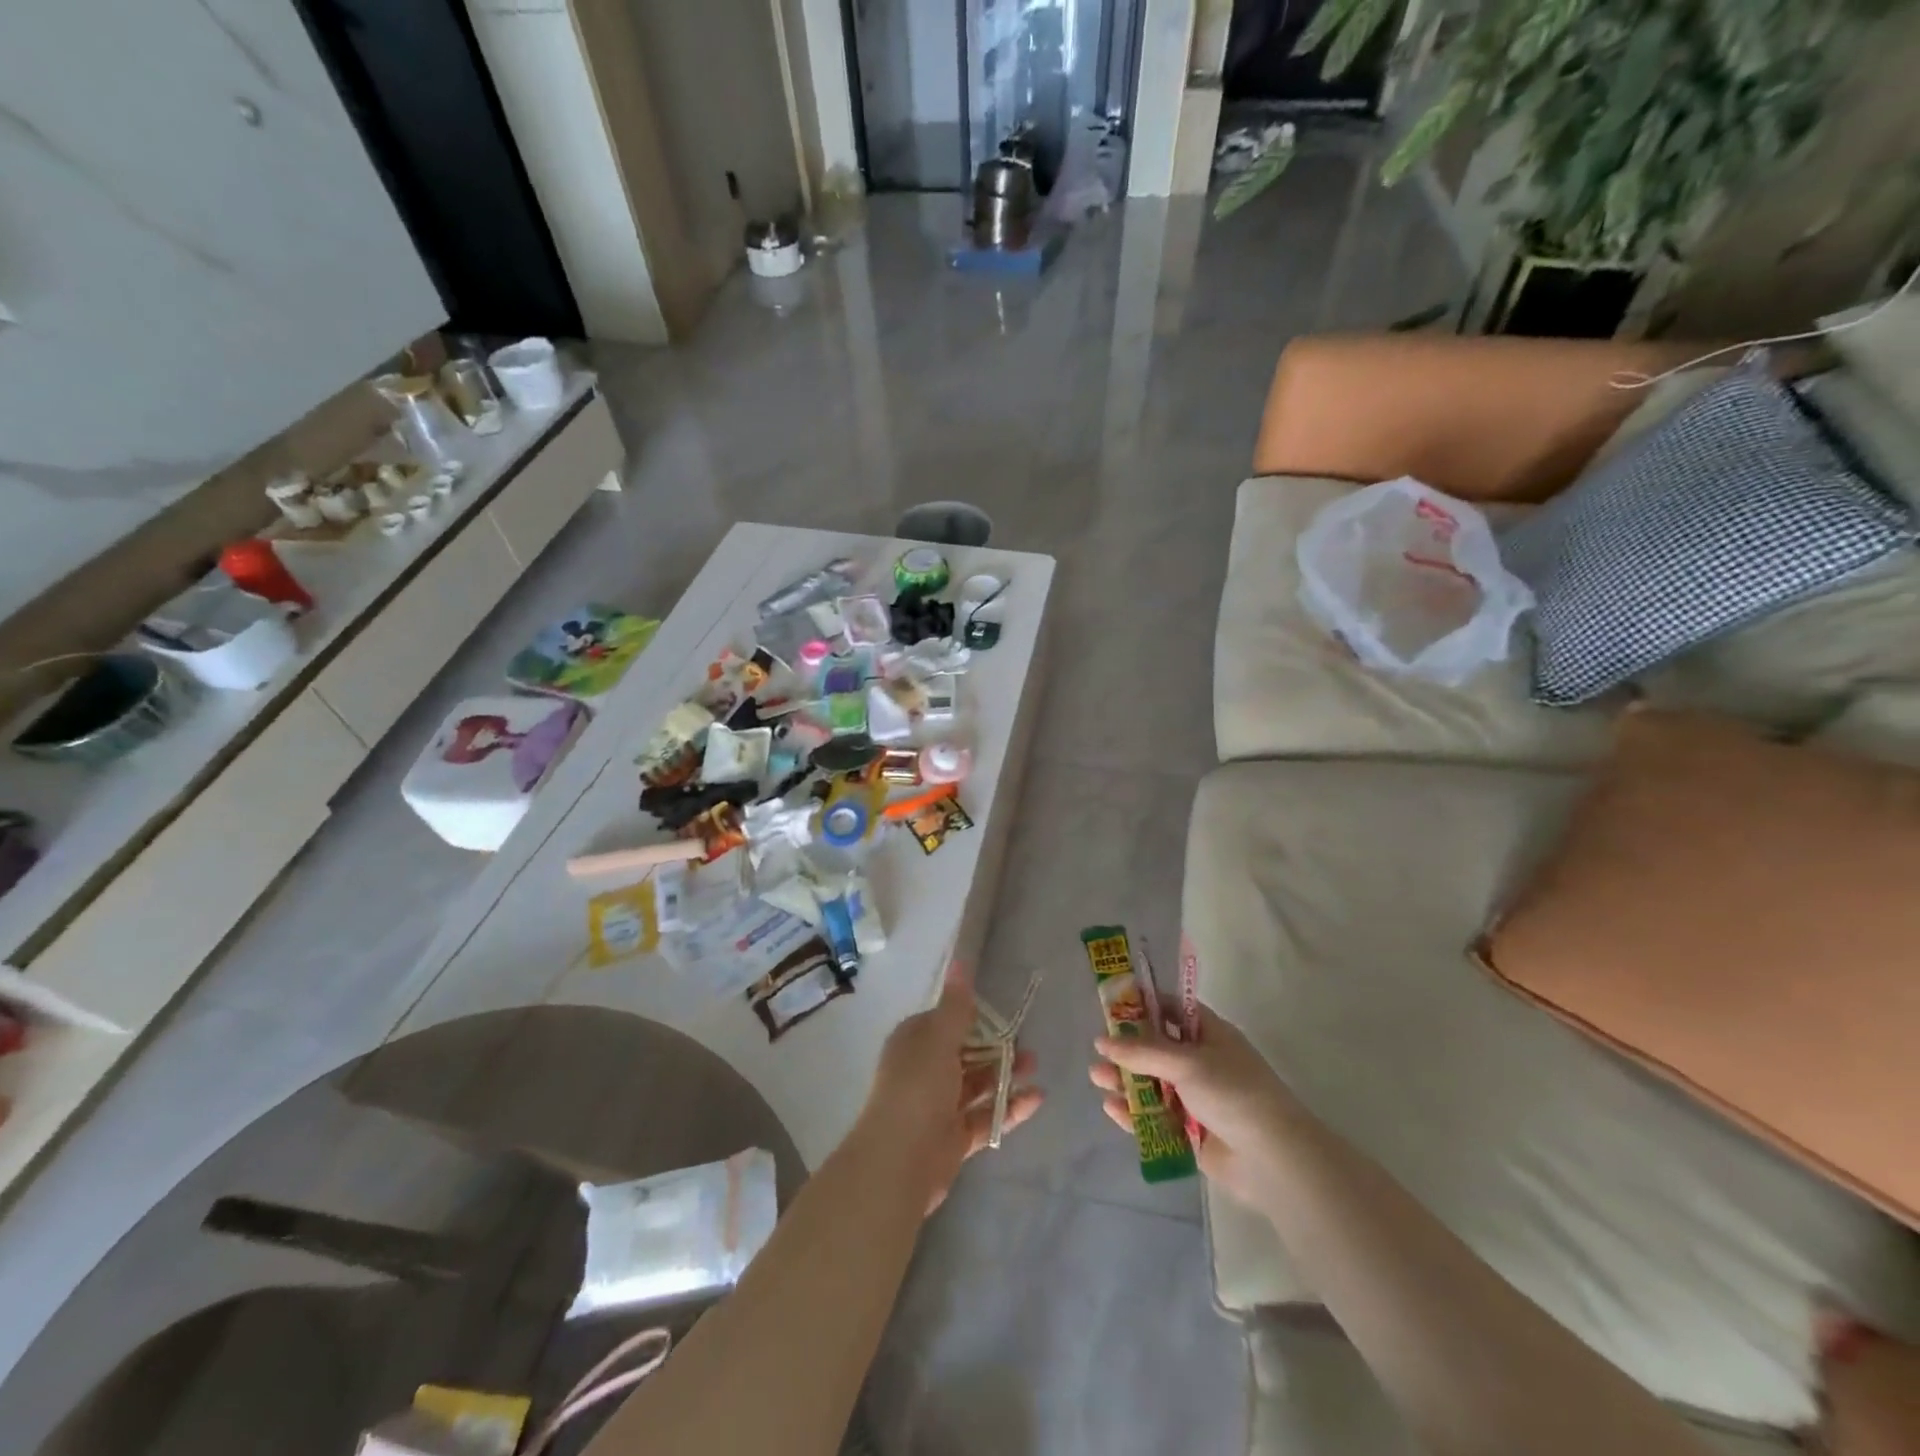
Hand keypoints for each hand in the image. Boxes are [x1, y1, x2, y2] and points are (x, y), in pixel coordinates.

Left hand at [856, 961, 1043, 1211]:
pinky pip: (985, 1116)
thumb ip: (956, 1005)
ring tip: (1035, 1068)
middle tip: (1028, 1045)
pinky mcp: (954, 1138)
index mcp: (915, 1042)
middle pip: (966, 1054)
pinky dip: (1009, 1108)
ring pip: (978, 1084)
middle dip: (996, 1048)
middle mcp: (924, 1070)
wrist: (899, 1160)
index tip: (1003, 1015)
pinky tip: (1036, 1099)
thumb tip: (960, 961)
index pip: (946, 1022)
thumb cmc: (918, 1087)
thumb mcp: (939, 1038)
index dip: (974, 1018)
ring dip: (1006, 1075)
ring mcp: (939, 1106)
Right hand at [1090, 1005, 1297, 1208]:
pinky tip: (1113, 1108)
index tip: (1111, 1006)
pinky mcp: (1191, 1134)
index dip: (1143, 1006)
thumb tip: (1102, 1040)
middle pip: (1157, 1049)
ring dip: (1126, 1080)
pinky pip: (1157, 1118)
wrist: (1272, 1159)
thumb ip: (1142, 1051)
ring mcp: (1197, 1099)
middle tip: (1098, 1050)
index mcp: (1210, 1035)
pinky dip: (1136, 1113)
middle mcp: (1203, 1063)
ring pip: (1153, 1085)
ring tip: (1097, 1078)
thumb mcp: (1186, 1063)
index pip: (1173, 1010)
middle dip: (1127, 1049)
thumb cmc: (1232, 1093)